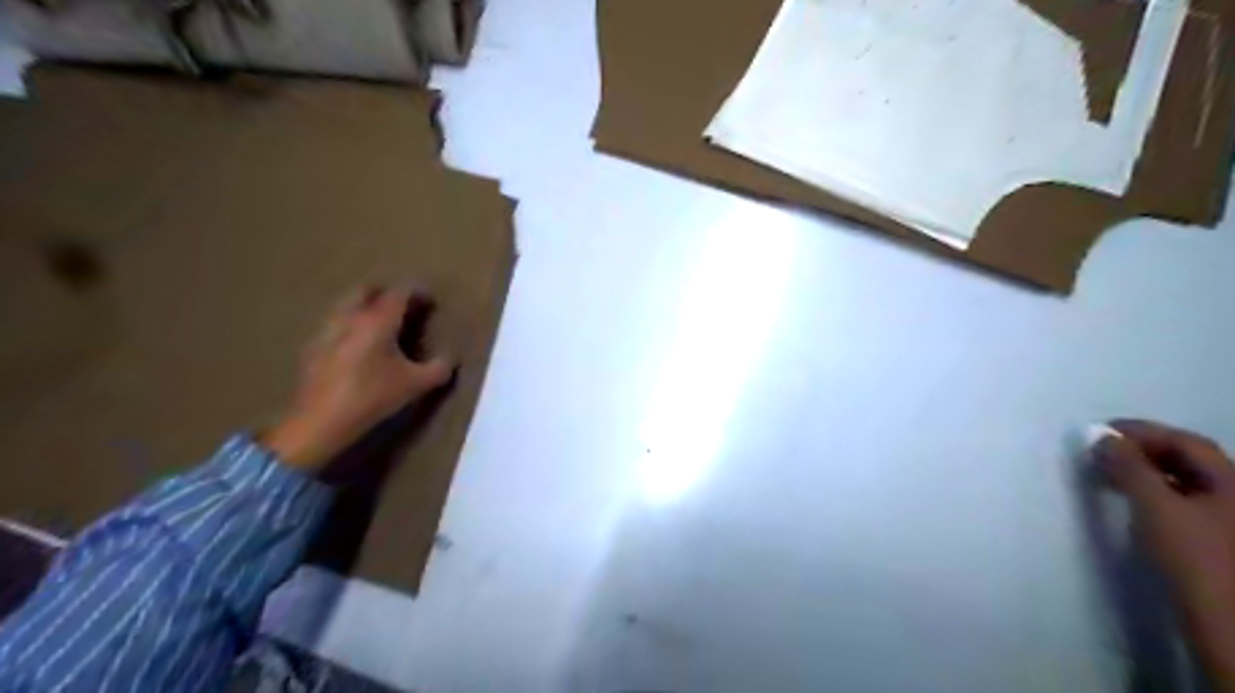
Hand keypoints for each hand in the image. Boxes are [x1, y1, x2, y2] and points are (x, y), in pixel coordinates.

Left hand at [262, 283, 453, 470]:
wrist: (320, 421)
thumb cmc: (373, 397)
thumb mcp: (416, 385)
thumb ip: (439, 368)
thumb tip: (450, 357)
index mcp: (377, 320)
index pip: (399, 291)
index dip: (417, 292)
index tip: (430, 301)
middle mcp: (350, 317)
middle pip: (367, 290)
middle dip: (386, 293)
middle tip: (403, 309)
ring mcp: (327, 330)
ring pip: (346, 305)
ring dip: (364, 308)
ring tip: (380, 326)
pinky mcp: (313, 348)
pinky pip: (334, 325)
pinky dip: (349, 326)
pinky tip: (356, 348)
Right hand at [1095, 417, 1234, 685]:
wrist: (1225, 622)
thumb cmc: (1194, 557)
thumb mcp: (1156, 506)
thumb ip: (1129, 467)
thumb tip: (1102, 436)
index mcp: (1233, 482)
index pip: (1186, 441)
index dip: (1143, 431)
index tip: (1100, 431)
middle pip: (1188, 460)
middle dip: (1142, 450)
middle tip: (1100, 451)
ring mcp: (1229, 520)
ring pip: (1184, 481)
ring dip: (1145, 471)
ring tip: (1108, 474)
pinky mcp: (1216, 540)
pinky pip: (1183, 501)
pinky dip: (1154, 492)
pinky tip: (1132, 501)